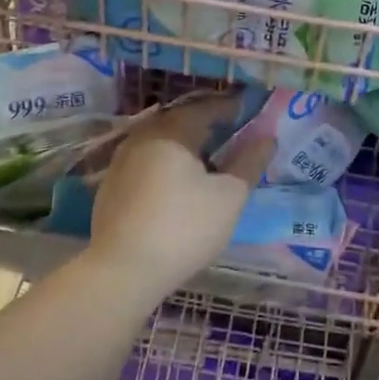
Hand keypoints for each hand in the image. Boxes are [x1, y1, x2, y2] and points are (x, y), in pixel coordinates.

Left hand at [86, 94, 274, 302]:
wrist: (121, 271)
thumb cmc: (183, 228)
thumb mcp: (229, 197)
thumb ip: (249, 163)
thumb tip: (267, 138)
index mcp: (172, 131)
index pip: (205, 108)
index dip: (229, 108)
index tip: (249, 112)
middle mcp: (143, 137)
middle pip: (179, 121)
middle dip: (206, 125)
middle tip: (230, 133)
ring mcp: (121, 162)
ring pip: (160, 142)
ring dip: (184, 146)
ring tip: (207, 160)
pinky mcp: (111, 187)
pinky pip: (146, 163)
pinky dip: (166, 165)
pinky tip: (177, 185)